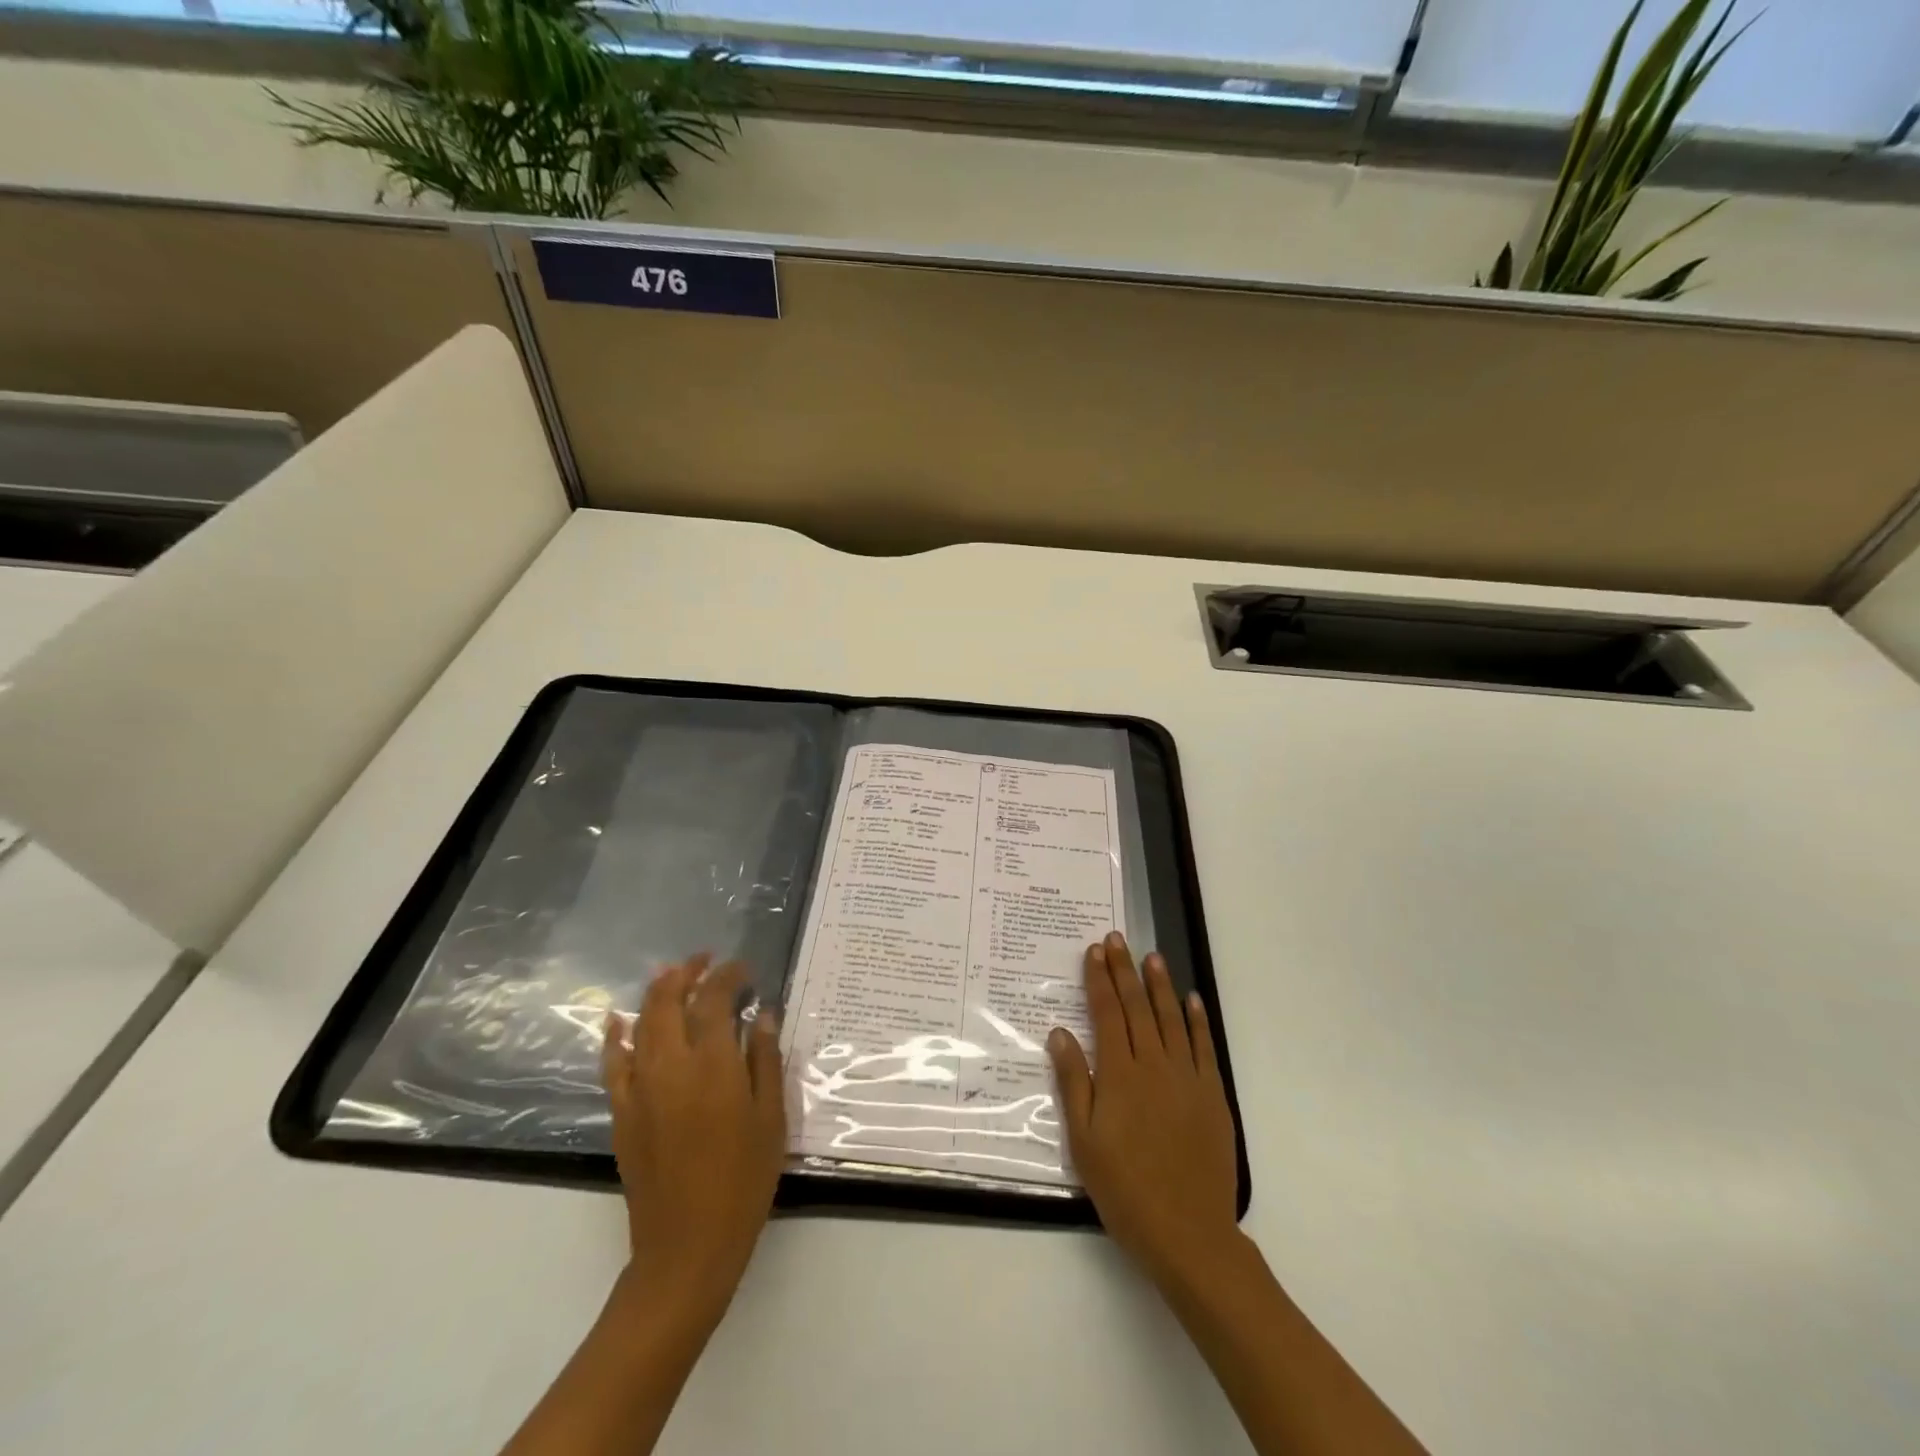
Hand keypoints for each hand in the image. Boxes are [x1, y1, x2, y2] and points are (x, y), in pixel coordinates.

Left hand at [602, 954, 786, 1330]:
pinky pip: (612, 1063)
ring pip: (640, 1023)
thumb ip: (765, 1059)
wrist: (687, 1247)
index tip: (744, 970)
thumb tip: (762, 1013)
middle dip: (687, 973)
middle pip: (670, 1001)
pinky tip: (617, 1021)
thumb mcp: (770, 1117)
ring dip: (655, 993)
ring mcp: (640, 1088)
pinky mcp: (622, 1113)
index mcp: (713, 1065)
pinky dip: (615, 1036)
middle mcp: (671, 1066)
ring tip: (672, 976)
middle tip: (705, 961)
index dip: (728, 976)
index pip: (714, 999)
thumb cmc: (743, 1180)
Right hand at [1048, 933, 1239, 1284]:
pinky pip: (1203, 1047)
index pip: (1106, 1013)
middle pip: (1137, 1007)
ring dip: (1160, 984)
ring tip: (1151, 956)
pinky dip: (1196, 1020)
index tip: (1093, 951)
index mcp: (1119, 1074)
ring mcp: (1187, 1078)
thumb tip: (1059, 1032)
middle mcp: (1154, 1065)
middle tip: (1117, 939)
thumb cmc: (1125, 1188)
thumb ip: (1073, 1082)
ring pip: (1171, 1018)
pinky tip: (1190, 999)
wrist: (1188, 1233)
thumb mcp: (1084, 1140)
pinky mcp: (1212, 1095)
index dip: (1098, 979)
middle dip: (1124, 970)